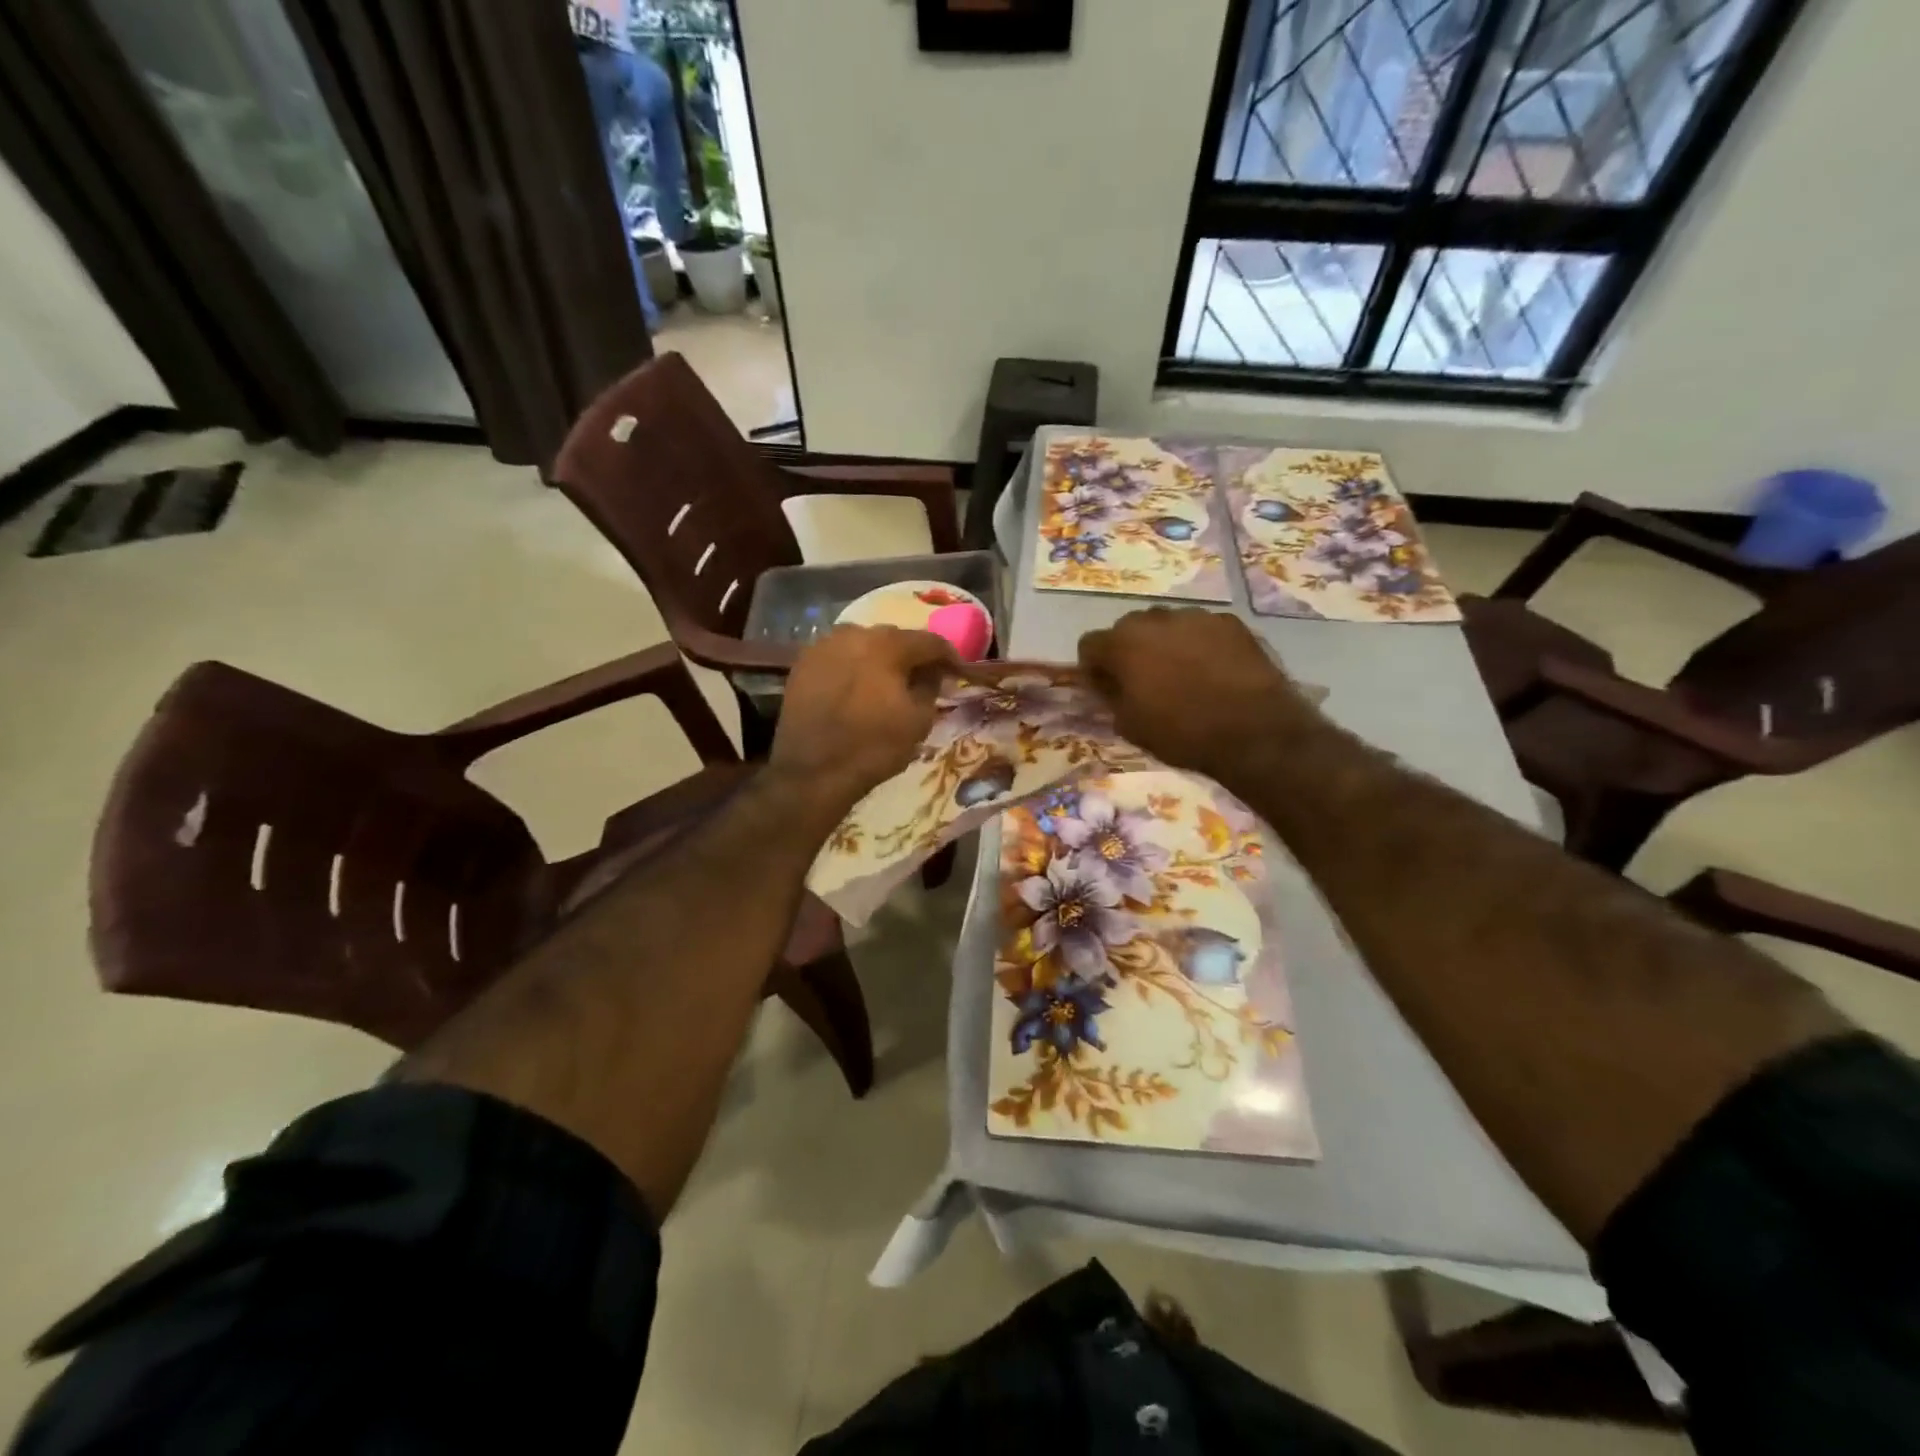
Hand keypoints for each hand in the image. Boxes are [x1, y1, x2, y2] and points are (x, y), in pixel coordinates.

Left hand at [770, 626, 956, 818]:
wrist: (812, 771)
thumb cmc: (873, 747)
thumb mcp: (919, 721)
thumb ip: (931, 687)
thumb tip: (931, 673)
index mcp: (887, 645)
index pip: (929, 641)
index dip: (948, 656)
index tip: (957, 672)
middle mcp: (854, 634)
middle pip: (893, 638)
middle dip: (911, 655)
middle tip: (923, 676)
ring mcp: (824, 646)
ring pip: (863, 644)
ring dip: (879, 658)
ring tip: (887, 681)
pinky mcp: (803, 663)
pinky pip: (838, 656)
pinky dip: (853, 666)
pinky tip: (858, 687)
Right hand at [1078, 608, 1322, 778]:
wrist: (1254, 731)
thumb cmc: (1182, 733)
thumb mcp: (1130, 725)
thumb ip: (1111, 696)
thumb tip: (1107, 682)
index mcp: (1123, 644)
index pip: (1090, 644)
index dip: (1094, 667)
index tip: (1106, 688)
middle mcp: (1155, 619)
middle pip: (1128, 628)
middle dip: (1129, 650)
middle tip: (1144, 680)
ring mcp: (1196, 616)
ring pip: (1167, 625)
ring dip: (1165, 644)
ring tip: (1182, 674)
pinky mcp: (1230, 622)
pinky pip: (1201, 629)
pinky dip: (1199, 644)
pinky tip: (1213, 671)